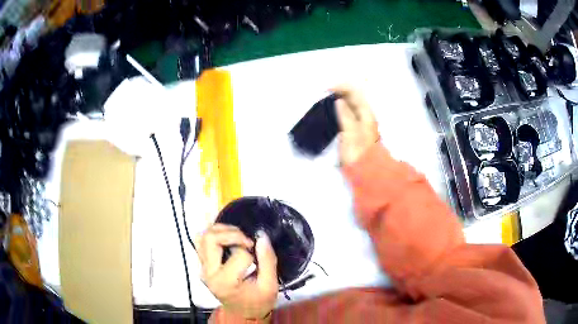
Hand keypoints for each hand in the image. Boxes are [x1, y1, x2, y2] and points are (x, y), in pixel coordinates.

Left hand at [196, 224, 277, 319]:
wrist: (243, 313)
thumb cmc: (258, 301)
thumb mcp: (269, 285)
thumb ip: (267, 260)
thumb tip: (262, 236)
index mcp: (225, 281)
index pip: (238, 254)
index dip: (252, 252)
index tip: (259, 256)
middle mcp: (208, 273)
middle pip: (211, 239)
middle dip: (232, 233)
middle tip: (247, 240)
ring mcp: (202, 268)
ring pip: (203, 236)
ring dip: (221, 230)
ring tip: (237, 236)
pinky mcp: (202, 264)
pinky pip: (200, 241)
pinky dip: (213, 233)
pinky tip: (226, 235)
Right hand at [332, 85, 379, 165]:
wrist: (365, 172)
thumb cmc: (358, 152)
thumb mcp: (351, 133)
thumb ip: (345, 115)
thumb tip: (339, 101)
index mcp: (366, 114)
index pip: (354, 93)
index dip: (341, 88)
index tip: (326, 90)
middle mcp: (364, 116)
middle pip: (352, 97)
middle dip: (339, 93)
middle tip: (324, 95)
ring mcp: (360, 123)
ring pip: (349, 106)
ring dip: (338, 101)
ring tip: (325, 102)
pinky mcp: (354, 131)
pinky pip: (346, 115)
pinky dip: (338, 111)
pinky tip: (330, 114)